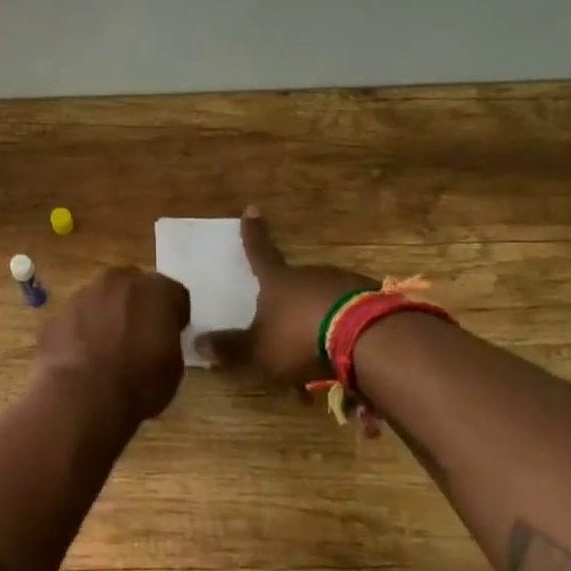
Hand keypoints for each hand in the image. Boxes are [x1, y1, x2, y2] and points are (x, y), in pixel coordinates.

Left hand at [34, 266, 190, 426]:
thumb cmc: (138, 384)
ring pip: (102, 298)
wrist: (80, 397)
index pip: (174, 293)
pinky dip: (82, 330)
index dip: (174, 314)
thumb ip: (167, 339)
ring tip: (106, 348)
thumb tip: (156, 338)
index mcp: (155, 291)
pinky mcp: (58, 313)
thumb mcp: (173, 367)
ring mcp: (83, 294)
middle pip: (134, 286)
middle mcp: (118, 282)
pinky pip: (77, 317)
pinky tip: (82, 357)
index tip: (172, 333)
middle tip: (139, 335)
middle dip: (138, 305)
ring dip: (107, 315)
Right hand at [197, 208, 376, 386]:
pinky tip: (344, 361)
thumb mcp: (258, 349)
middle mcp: (310, 275)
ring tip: (316, 360)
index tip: (252, 209)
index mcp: (278, 280)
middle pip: (294, 284)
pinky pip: (350, 316)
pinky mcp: (373, 301)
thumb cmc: (299, 337)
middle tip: (285, 332)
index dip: (253, 233)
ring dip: (316, 325)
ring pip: (323, 303)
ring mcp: (344, 284)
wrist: (366, 337)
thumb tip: (196, 343)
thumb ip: (231, 348)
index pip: (259, 251)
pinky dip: (343, 335)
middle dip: (289, 303)